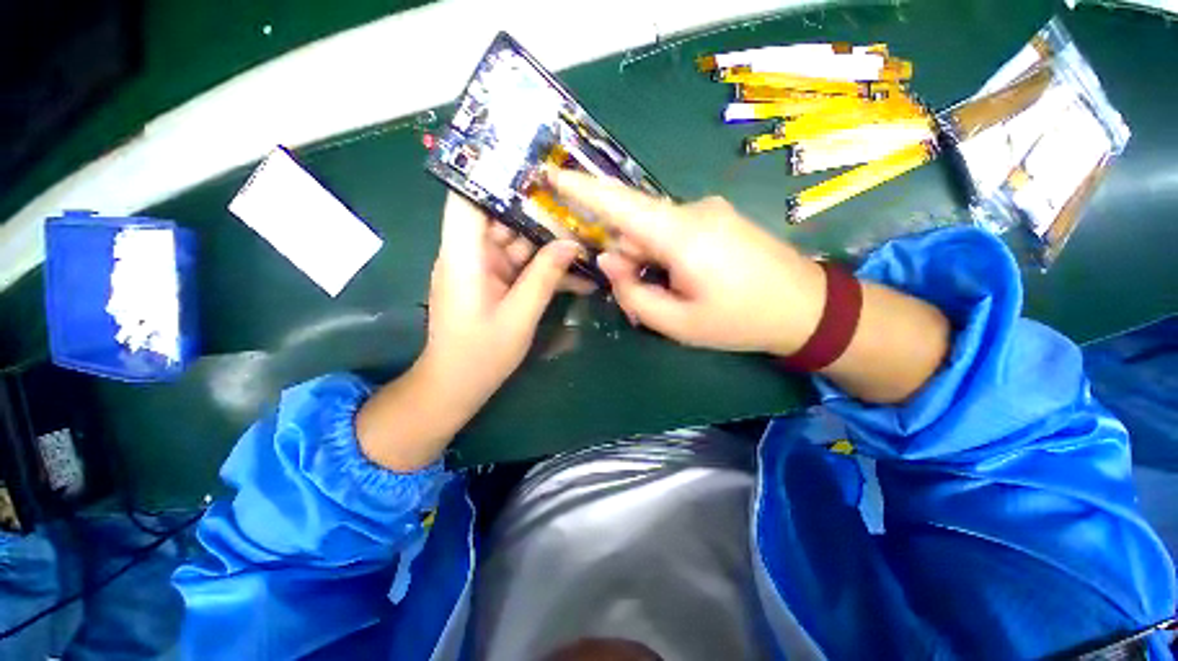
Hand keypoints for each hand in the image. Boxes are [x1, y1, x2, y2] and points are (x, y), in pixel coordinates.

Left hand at [356, 193, 584, 470]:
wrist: (457, 386)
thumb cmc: (480, 354)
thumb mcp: (519, 316)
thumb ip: (544, 277)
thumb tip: (571, 245)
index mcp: (463, 256)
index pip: (467, 198)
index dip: (492, 175)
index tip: (530, 164)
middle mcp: (469, 254)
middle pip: (500, 218)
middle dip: (538, 211)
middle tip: (577, 203)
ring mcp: (482, 269)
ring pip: (516, 242)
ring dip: (548, 243)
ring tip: (585, 236)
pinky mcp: (492, 283)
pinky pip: (519, 266)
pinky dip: (543, 268)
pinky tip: (574, 273)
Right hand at [548, 169, 825, 356]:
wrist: (805, 308)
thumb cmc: (739, 320)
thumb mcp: (677, 323)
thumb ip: (633, 293)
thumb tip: (609, 260)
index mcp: (681, 235)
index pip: (620, 205)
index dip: (584, 189)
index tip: (553, 174)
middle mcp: (692, 211)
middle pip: (635, 225)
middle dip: (624, 259)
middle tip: (634, 298)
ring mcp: (707, 211)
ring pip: (653, 231)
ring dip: (646, 262)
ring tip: (665, 298)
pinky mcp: (716, 218)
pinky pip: (673, 232)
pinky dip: (663, 257)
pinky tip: (679, 283)